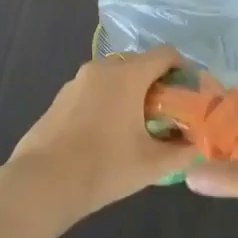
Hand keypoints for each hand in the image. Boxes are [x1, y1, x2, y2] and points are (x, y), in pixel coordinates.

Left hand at [6, 48, 197, 221]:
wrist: (42, 183)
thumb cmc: (104, 168)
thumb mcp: (152, 165)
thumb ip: (181, 151)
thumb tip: (195, 145)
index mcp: (127, 75)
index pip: (165, 54)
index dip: (183, 69)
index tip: (189, 95)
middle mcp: (102, 68)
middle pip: (139, 63)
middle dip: (156, 84)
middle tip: (166, 115)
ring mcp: (76, 81)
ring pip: (113, 77)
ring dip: (129, 93)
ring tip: (136, 128)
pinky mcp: (60, 98)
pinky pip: (93, 90)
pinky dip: (106, 102)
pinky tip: (105, 136)